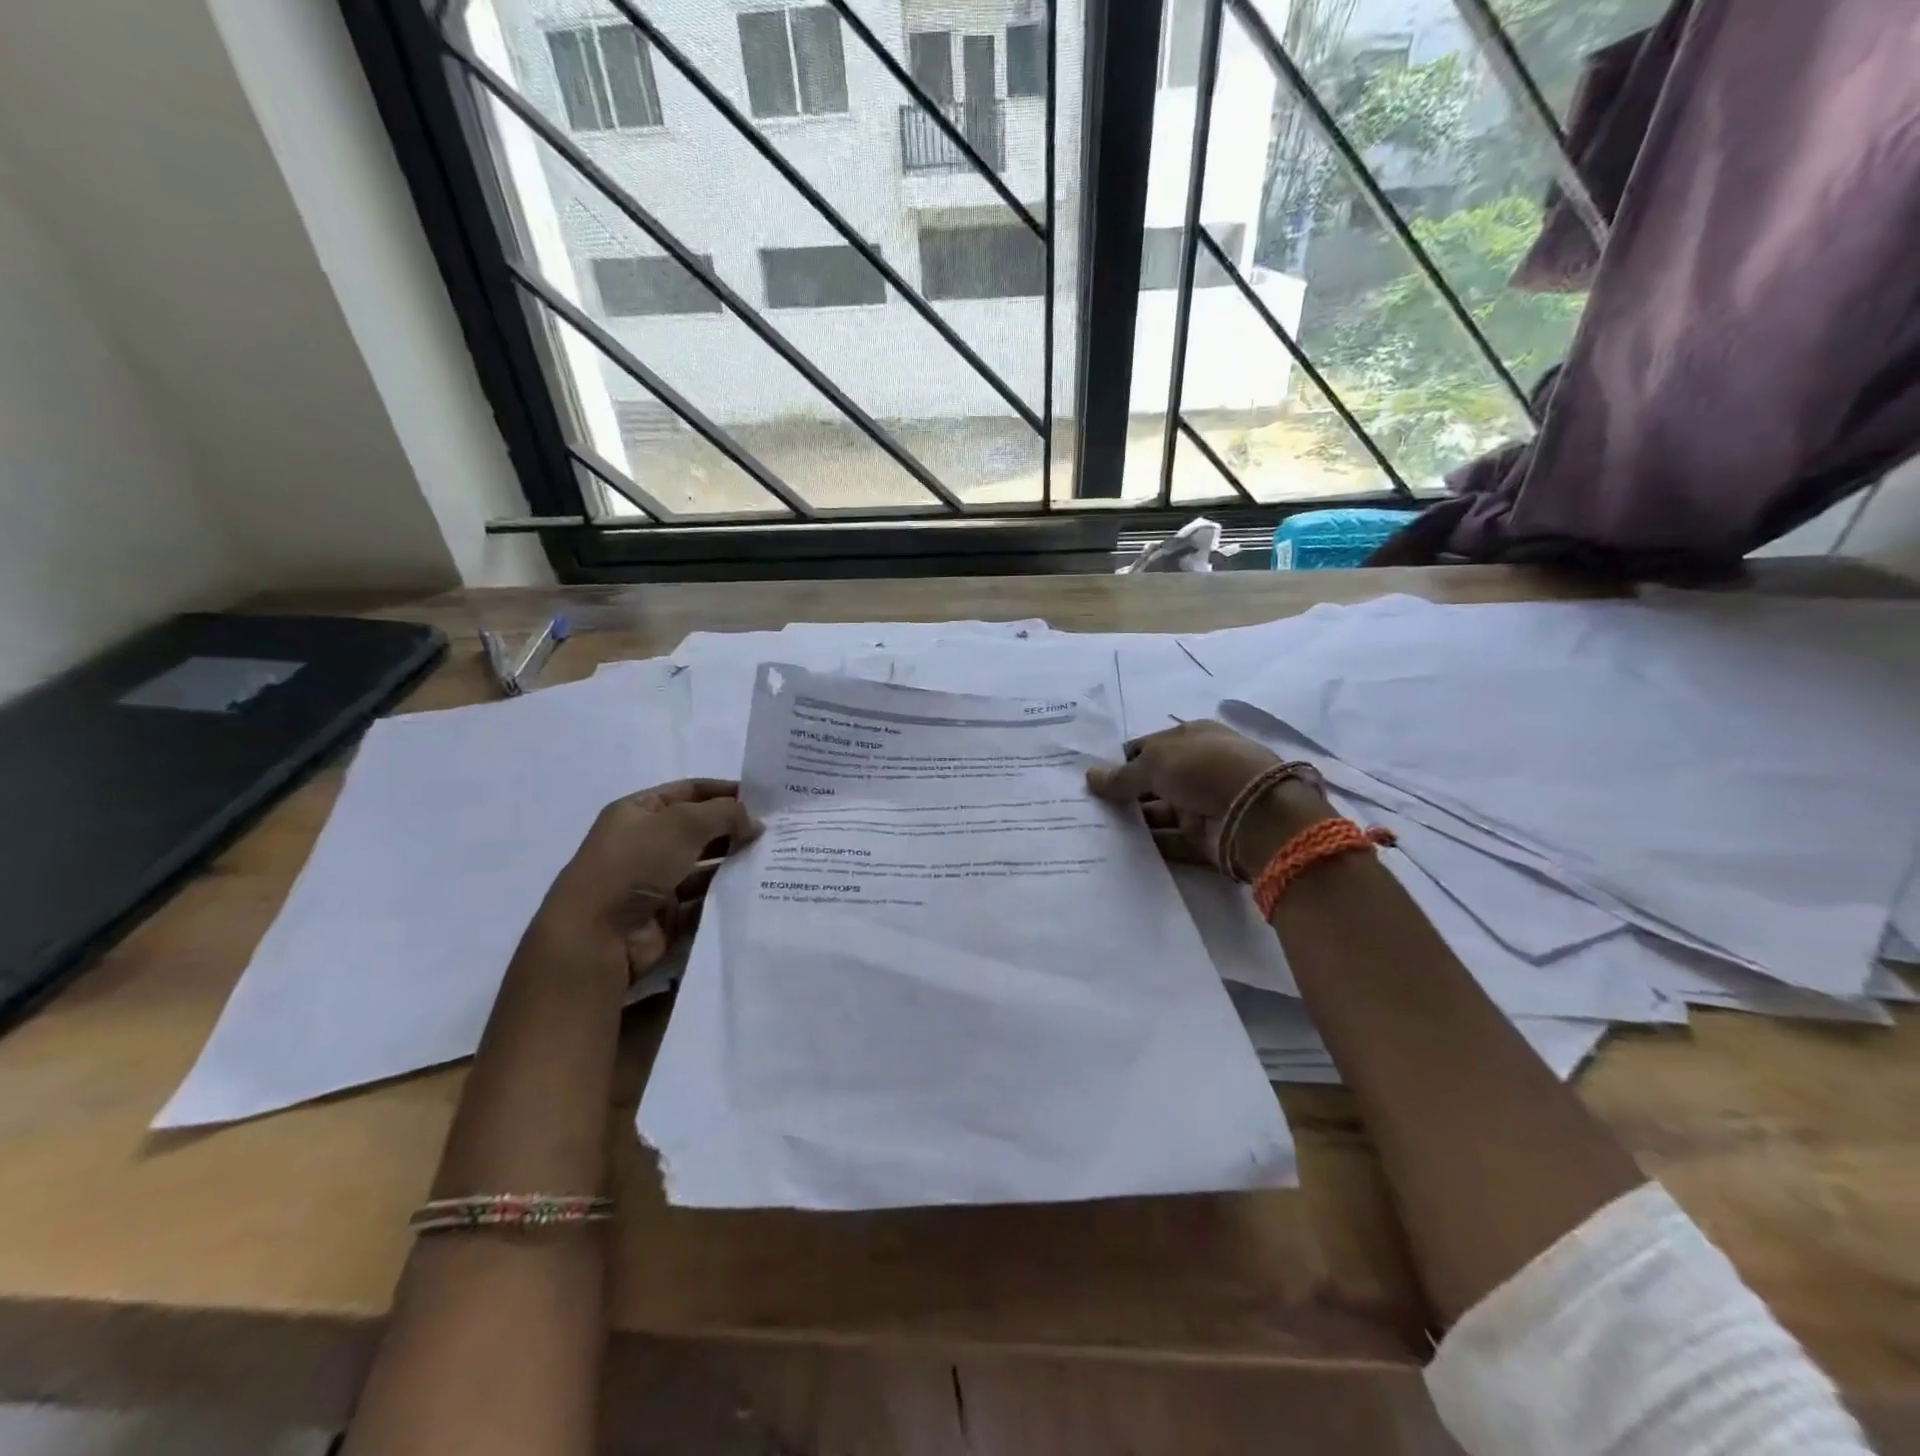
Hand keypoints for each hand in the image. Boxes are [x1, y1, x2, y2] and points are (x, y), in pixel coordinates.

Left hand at [537, 779, 759, 977]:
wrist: (597, 935)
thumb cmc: (635, 864)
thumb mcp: (683, 823)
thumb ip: (726, 814)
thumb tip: (755, 823)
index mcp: (638, 812)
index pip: (690, 792)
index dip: (725, 791)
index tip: (765, 799)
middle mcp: (646, 843)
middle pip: (700, 829)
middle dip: (734, 829)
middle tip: (776, 833)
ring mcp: (656, 881)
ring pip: (705, 867)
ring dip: (734, 863)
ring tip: (772, 861)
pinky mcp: (667, 916)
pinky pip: (704, 901)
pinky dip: (726, 896)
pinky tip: (756, 890)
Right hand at [1086, 721, 1328, 875]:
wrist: (1257, 813)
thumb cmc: (1203, 769)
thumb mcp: (1155, 762)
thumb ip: (1122, 775)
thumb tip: (1091, 776)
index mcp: (1192, 738)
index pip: (1149, 747)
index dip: (1121, 760)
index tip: (1092, 777)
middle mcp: (1198, 769)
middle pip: (1153, 782)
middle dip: (1123, 793)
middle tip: (1086, 806)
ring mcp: (1203, 804)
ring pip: (1159, 812)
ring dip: (1134, 821)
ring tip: (1096, 829)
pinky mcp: (1206, 838)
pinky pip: (1171, 841)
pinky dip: (1150, 845)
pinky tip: (1119, 849)